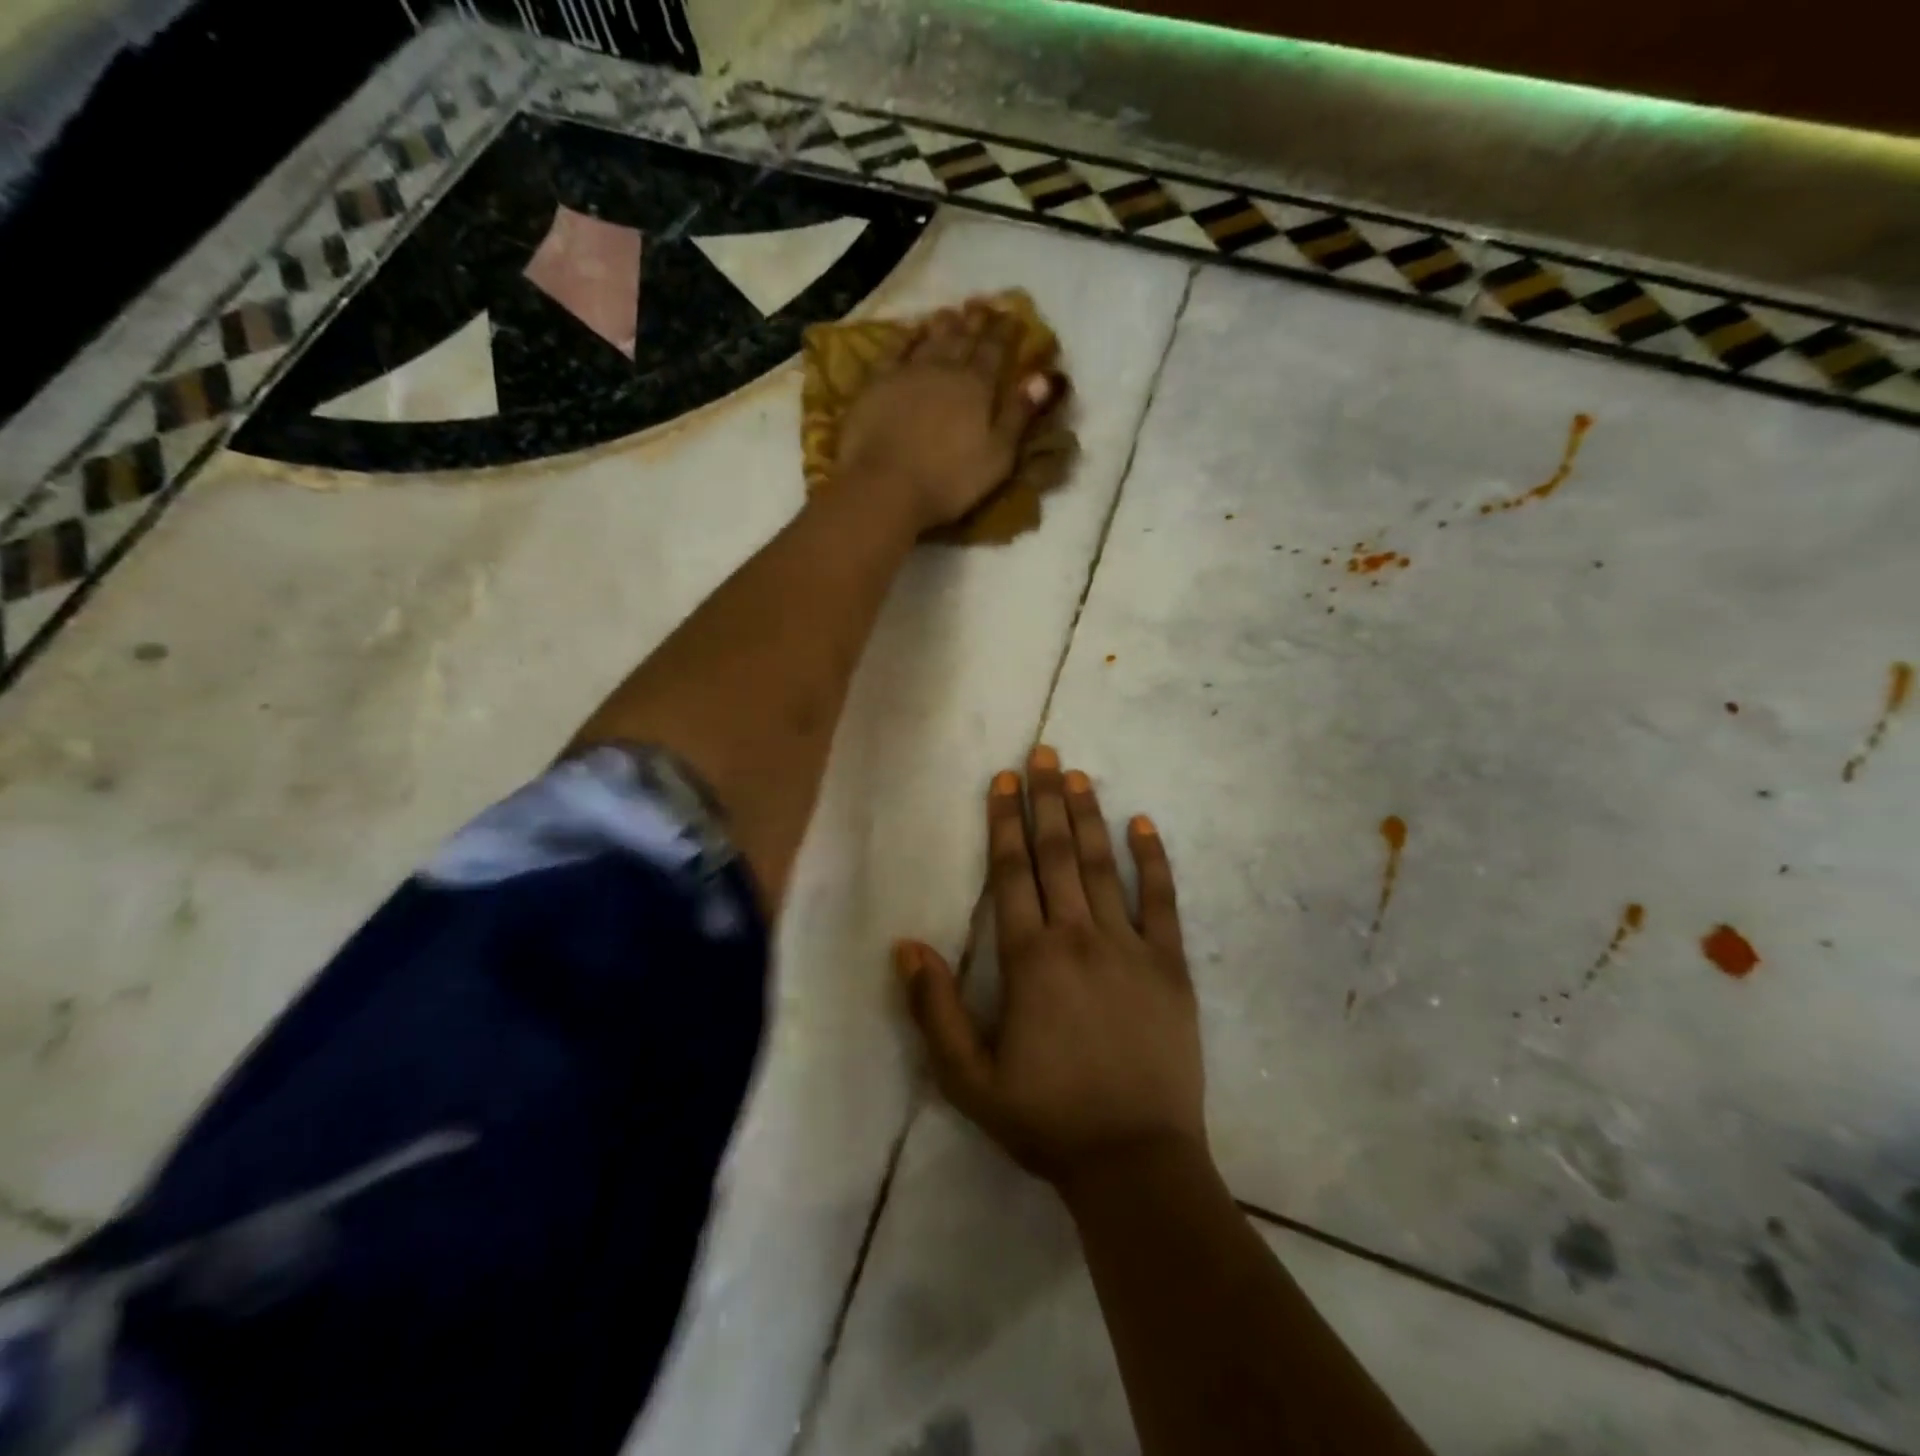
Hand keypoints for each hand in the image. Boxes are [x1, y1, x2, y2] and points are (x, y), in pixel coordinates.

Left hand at [835, 300, 1055, 532]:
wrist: (885, 487)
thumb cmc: (949, 482)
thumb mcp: (998, 456)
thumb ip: (1020, 415)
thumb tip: (1044, 376)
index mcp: (977, 387)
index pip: (995, 351)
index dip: (1005, 332)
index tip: (1013, 316)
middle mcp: (944, 370)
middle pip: (963, 338)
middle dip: (976, 321)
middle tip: (982, 304)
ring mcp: (907, 374)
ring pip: (930, 339)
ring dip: (943, 324)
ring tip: (950, 312)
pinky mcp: (876, 385)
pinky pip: (894, 350)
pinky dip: (905, 337)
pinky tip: (910, 332)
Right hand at [895, 746, 1204, 1188]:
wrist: (1134, 1161)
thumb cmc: (1046, 1119)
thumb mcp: (968, 1079)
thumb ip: (935, 1009)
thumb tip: (908, 945)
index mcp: (1029, 960)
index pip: (1012, 874)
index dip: (1005, 823)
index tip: (1003, 780)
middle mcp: (1078, 938)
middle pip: (1056, 855)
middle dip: (1045, 800)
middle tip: (1042, 753)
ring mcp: (1130, 947)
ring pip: (1102, 866)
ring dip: (1088, 817)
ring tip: (1078, 775)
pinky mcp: (1170, 965)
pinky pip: (1162, 900)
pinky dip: (1152, 859)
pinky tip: (1143, 825)